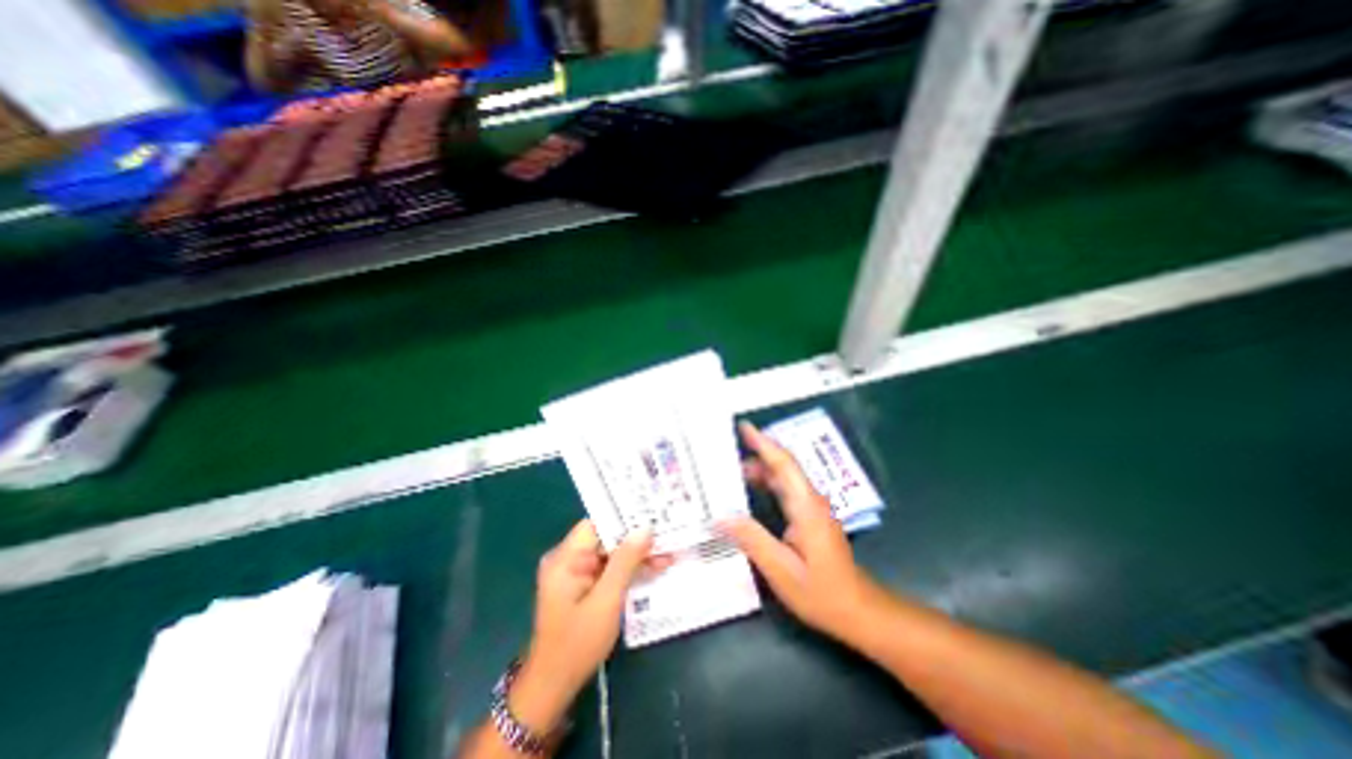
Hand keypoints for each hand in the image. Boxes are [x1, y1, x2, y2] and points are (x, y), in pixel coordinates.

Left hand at [509, 521, 664, 733]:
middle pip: (606, 537)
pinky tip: (653, 568)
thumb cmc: (577, 644)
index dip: (623, 517)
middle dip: (636, 538)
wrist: (554, 687)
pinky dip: (629, 569)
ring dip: (637, 554)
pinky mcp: (584, 585)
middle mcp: (568, 559)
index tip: (651, 515)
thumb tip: (645, 529)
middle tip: (666, 533)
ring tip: (667, 552)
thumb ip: (625, 562)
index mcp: (565, 558)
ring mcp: (576, 573)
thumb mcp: (607, 601)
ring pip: (611, 553)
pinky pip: (609, 568)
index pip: (597, 524)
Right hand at [724, 424, 882, 642]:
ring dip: (759, 469)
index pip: (783, 464)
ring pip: (783, 478)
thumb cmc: (822, 592)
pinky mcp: (809, 517)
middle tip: (726, 449)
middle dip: (756, 451)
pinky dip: (766, 483)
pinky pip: (785, 490)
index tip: (743, 427)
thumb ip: (752, 539)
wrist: (858, 610)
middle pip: (782, 466)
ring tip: (729, 470)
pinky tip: (749, 490)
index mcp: (806, 506)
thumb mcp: (781, 570)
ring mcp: (811, 508)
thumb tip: (721, 516)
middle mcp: (810, 500)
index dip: (763, 443)